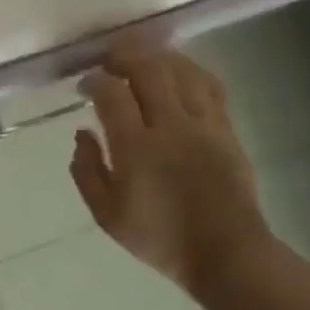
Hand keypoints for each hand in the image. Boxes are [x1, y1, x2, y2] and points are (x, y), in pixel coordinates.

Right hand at [69, 38, 274, 294]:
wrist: (227, 254)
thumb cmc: (159, 237)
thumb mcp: (106, 214)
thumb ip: (86, 170)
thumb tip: (82, 133)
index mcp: (136, 148)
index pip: (112, 94)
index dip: (94, 81)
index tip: (84, 85)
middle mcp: (171, 127)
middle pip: (148, 70)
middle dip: (123, 55)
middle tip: (108, 59)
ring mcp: (204, 125)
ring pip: (182, 70)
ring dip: (157, 56)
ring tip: (141, 57)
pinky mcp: (227, 130)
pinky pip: (210, 86)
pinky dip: (189, 70)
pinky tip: (177, 71)